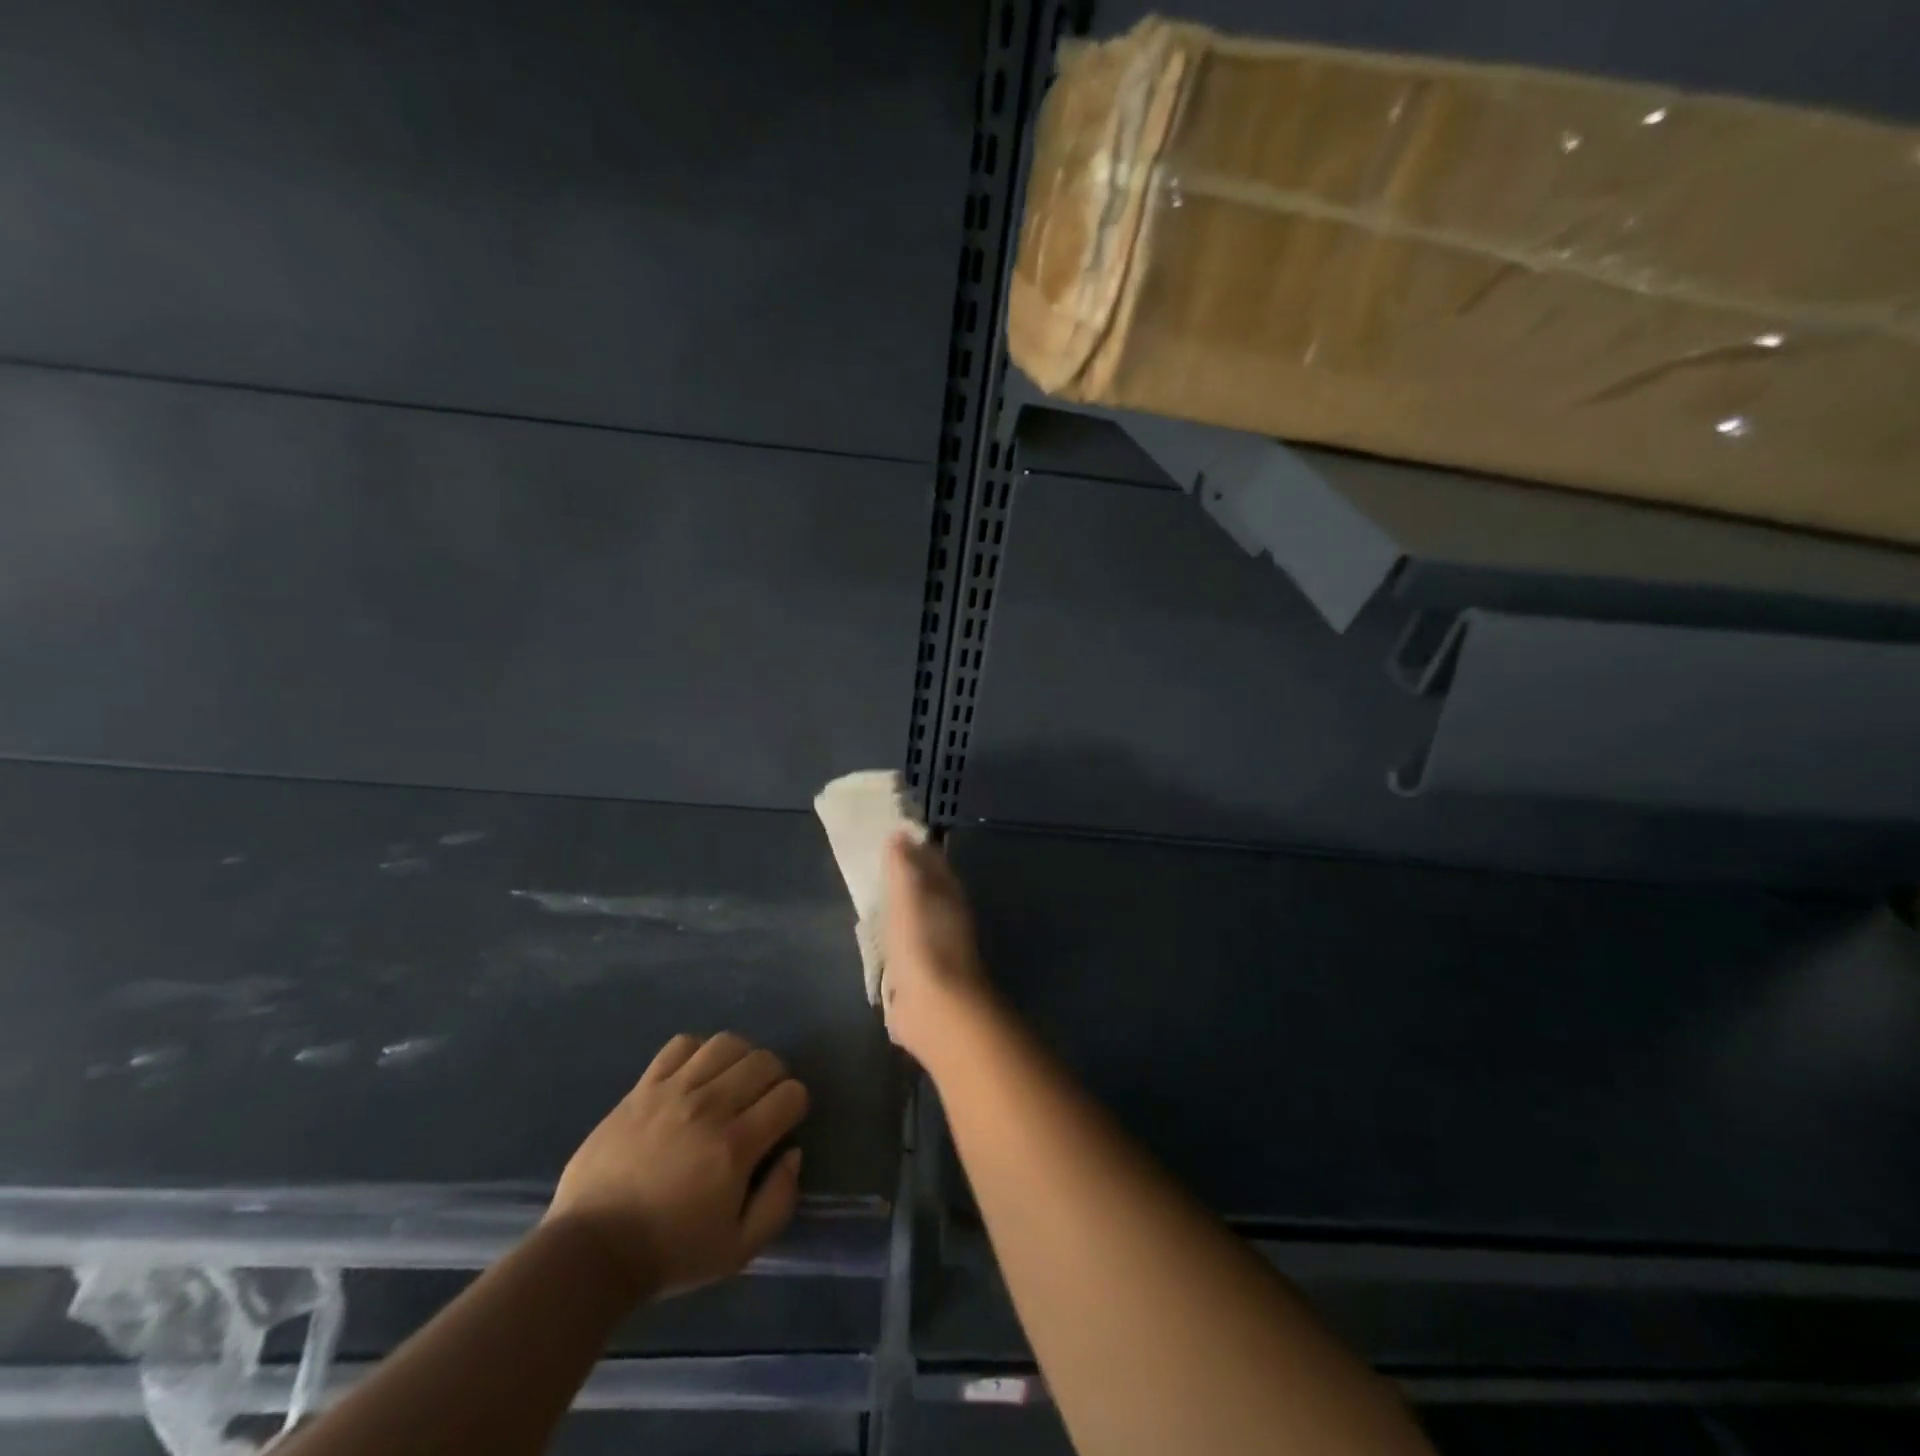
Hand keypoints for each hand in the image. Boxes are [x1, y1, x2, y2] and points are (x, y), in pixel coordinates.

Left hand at [545, 1033, 808, 1301]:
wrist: (591, 1251)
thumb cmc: (669, 1252)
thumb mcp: (738, 1250)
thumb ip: (779, 1202)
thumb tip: (793, 1153)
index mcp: (736, 1146)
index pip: (790, 1094)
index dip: (795, 1106)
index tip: (783, 1124)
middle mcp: (710, 1107)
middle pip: (763, 1061)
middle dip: (774, 1078)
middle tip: (762, 1103)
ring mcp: (673, 1092)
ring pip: (726, 1044)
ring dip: (740, 1059)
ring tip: (731, 1083)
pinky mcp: (643, 1088)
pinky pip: (681, 1045)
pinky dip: (697, 1052)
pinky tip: (695, 1077)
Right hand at [881, 833, 994, 1063]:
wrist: (934, 1008)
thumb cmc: (922, 943)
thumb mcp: (907, 895)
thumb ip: (902, 865)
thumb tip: (899, 833)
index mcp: (948, 894)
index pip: (933, 862)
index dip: (915, 848)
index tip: (891, 836)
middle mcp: (946, 917)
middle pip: (925, 890)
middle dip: (905, 879)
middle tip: (876, 866)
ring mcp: (934, 947)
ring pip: (914, 918)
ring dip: (898, 910)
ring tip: (871, 899)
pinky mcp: (920, 975)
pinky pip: (903, 947)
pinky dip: (892, 940)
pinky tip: (875, 939)